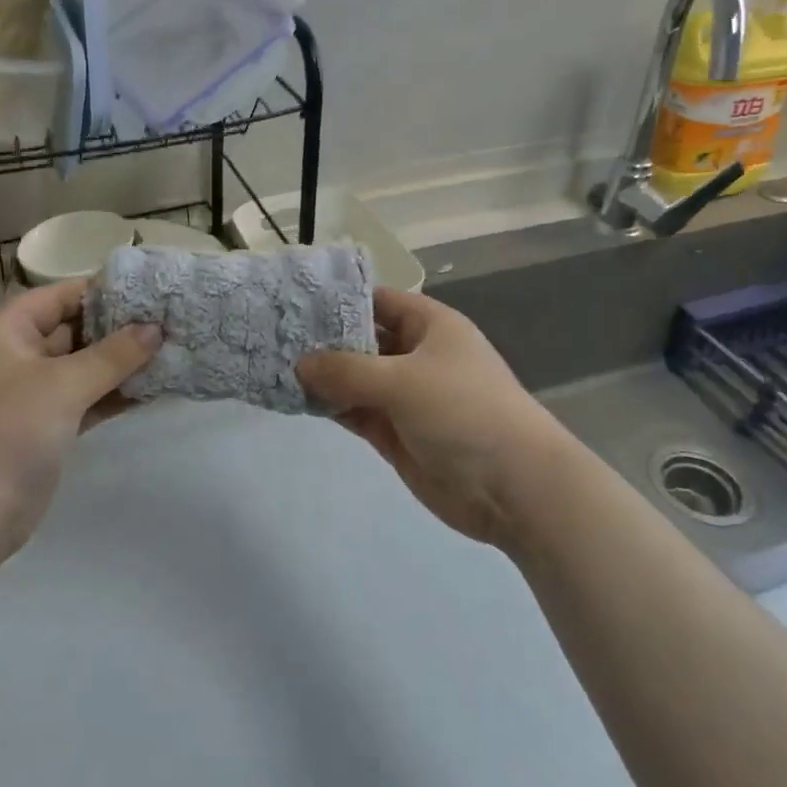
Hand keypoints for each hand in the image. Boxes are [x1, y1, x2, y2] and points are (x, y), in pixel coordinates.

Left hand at [0, 278, 159, 570]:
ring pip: (83, 368)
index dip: (99, 290)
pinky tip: (153, 388)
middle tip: (168, 319)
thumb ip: (113, 355)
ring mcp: (32, 396)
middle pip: (73, 330)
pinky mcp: (47, 429)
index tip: (147, 290)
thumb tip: (156, 328)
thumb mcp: (63, 385)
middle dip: (118, 327)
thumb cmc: (7, 433)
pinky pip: (86, 400)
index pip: (57, 296)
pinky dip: (114, 394)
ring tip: (170, 350)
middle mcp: (17, 358)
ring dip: (121, 363)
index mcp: (6, 333)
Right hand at [297, 288, 566, 550]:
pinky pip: (356, 411)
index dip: (339, 299)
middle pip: (362, 339)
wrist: (514, 487)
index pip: (378, 301)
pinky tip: (296, 399)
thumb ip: (347, 370)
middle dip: (323, 339)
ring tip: (273, 365)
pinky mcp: (396, 433)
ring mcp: (405, 396)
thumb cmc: (464, 412)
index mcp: (430, 326)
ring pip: (355, 378)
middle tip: (272, 335)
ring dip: (322, 376)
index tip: (293, 301)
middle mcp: (416, 355)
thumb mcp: (403, 381)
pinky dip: (331, 406)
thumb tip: (300, 363)